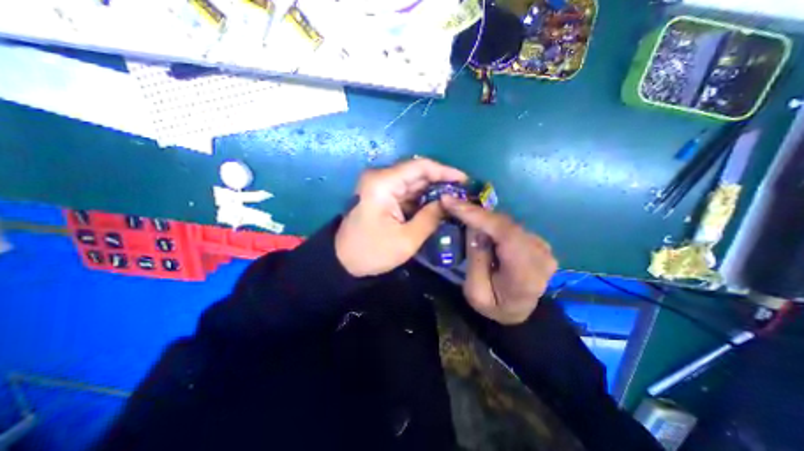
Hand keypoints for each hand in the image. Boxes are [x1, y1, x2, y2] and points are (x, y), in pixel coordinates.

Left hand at [337, 158, 468, 277]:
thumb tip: (449, 201)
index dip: (445, 171)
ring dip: (433, 190)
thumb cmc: (372, 252)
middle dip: (441, 182)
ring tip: (454, 200)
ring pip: (413, 182)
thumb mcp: (407, 239)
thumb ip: (431, 217)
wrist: (343, 261)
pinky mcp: (381, 194)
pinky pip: (406, 191)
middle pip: (417, 172)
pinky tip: (437, 206)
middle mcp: (380, 177)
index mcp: (383, 183)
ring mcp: (380, 185)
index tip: (465, 181)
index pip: (420, 167)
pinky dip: (422, 198)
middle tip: (462, 194)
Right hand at [439, 198, 560, 323]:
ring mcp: (543, 248)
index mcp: (525, 275)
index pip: (504, 234)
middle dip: (475, 213)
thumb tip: (474, 228)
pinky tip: (478, 222)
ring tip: (461, 210)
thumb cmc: (495, 306)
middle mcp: (540, 256)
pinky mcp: (538, 242)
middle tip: (450, 203)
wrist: (519, 313)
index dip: (477, 215)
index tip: (450, 201)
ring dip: (483, 216)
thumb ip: (476, 259)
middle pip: (505, 225)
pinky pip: (510, 226)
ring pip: (507, 222)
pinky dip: (492, 221)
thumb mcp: (475, 291)